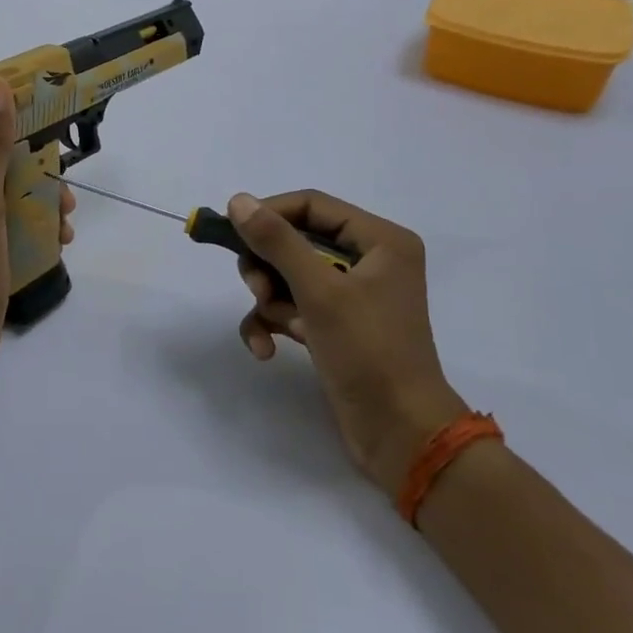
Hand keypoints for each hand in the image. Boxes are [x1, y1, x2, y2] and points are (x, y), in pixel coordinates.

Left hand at [0, 76, 75, 391]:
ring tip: (65, 227)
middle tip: (65, 200)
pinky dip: (37, 232)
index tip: (52, 134)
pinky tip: (58, 245)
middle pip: (4, 170)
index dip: (17, 131)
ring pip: (14, 201)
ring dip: (43, 206)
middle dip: (39, 178)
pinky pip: (15, 230)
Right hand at [227, 190, 465, 495]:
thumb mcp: (319, 291)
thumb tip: (238, 200)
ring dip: (270, 300)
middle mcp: (368, 261)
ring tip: (277, 326)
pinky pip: (291, 307)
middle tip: (258, 289)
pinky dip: (274, 323)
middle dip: (268, 266)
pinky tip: (265, 348)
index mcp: (380, 240)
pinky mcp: (335, 326)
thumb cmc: (368, 351)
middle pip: (294, 241)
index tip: (232, 233)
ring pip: (287, 276)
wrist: (400, 433)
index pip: (311, 205)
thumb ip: (277, 242)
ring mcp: (350, 296)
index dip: (269, 214)